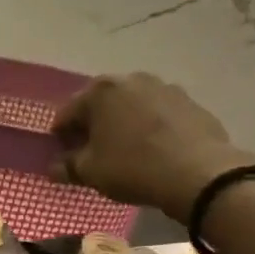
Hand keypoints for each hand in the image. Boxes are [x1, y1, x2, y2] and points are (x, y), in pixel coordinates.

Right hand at [52, 73, 254, 222]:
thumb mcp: (92, 173)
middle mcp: (131, 79)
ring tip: (125, 152)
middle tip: (91, 153)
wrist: (200, 174)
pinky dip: (150, 128)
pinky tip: (154, 151)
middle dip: (93, 126)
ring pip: (132, 107)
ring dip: (123, 124)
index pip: (67, 113)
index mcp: (100, 91)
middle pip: (101, 104)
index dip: (60, 136)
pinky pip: (159, 115)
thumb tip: (54, 168)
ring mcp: (164, 88)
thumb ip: (68, 167)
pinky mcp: (190, 103)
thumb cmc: (134, 168)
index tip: (62, 155)